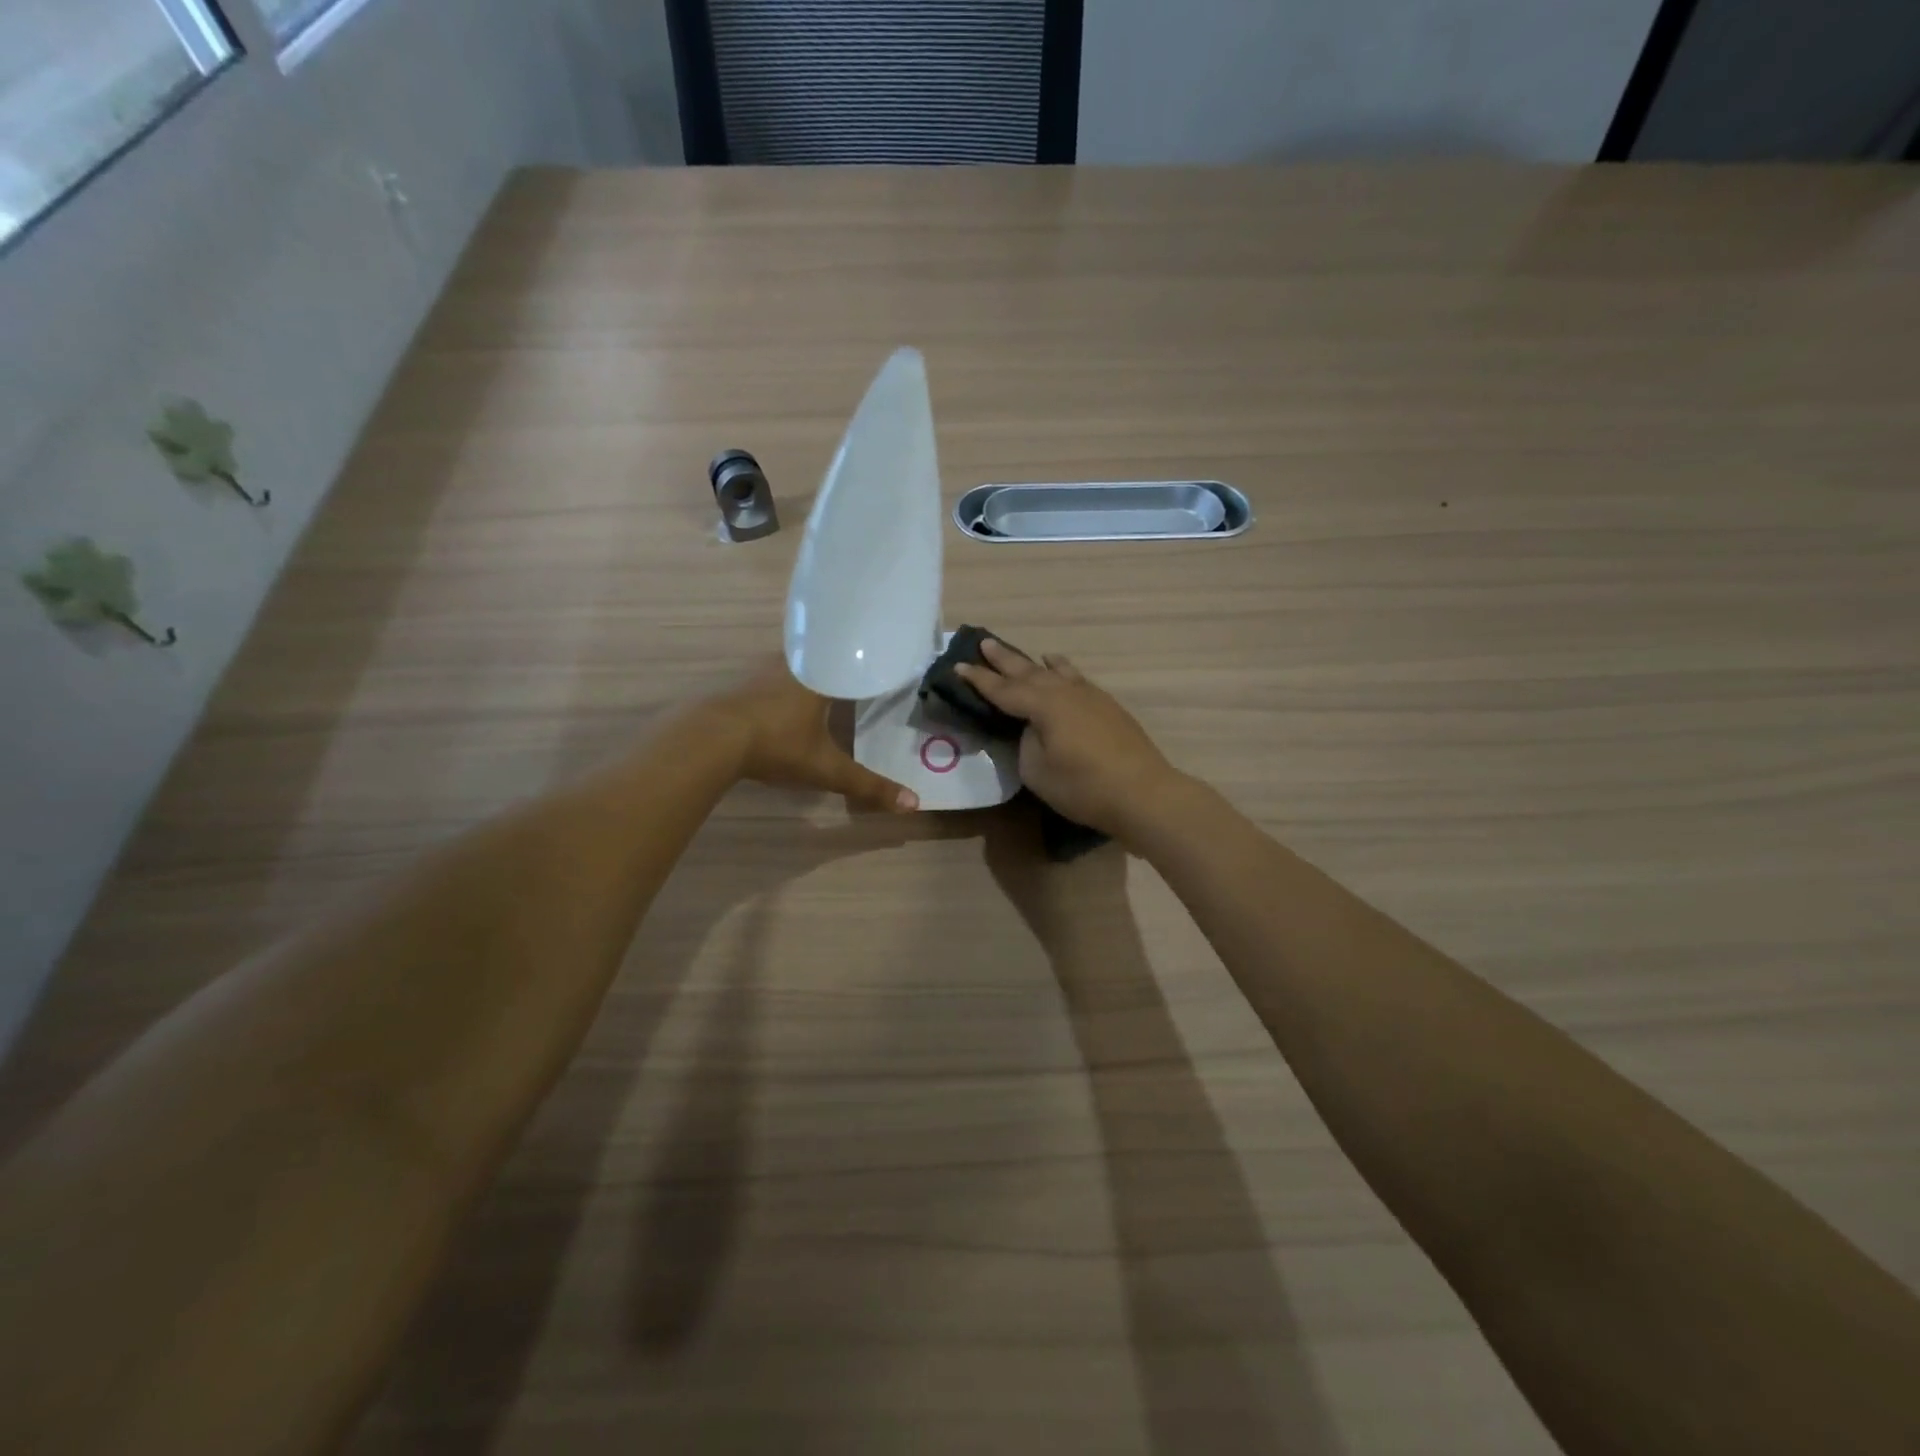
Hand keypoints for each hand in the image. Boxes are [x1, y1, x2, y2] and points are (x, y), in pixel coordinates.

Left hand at [704, 657, 919, 812]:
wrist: (711, 740)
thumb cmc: (777, 745)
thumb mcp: (826, 769)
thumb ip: (867, 785)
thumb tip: (913, 803)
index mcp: (820, 675)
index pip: (850, 658)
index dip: (866, 661)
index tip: (881, 663)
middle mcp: (793, 665)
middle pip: (823, 656)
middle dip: (838, 664)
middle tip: (855, 672)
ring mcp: (762, 672)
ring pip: (795, 663)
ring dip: (810, 671)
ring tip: (826, 682)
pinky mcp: (741, 684)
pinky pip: (772, 675)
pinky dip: (785, 683)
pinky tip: (786, 699)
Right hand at [957, 640, 1178, 837]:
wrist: (1142, 793)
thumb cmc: (1083, 787)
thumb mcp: (1037, 771)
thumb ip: (1027, 743)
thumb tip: (1032, 728)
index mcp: (1043, 705)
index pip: (1003, 690)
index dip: (979, 680)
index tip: (958, 667)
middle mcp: (1065, 692)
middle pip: (1028, 671)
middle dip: (1004, 660)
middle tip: (984, 643)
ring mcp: (1090, 696)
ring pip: (1056, 671)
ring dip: (1035, 663)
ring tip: (1023, 655)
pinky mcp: (1108, 706)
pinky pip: (1076, 679)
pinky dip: (1063, 670)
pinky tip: (1063, 670)